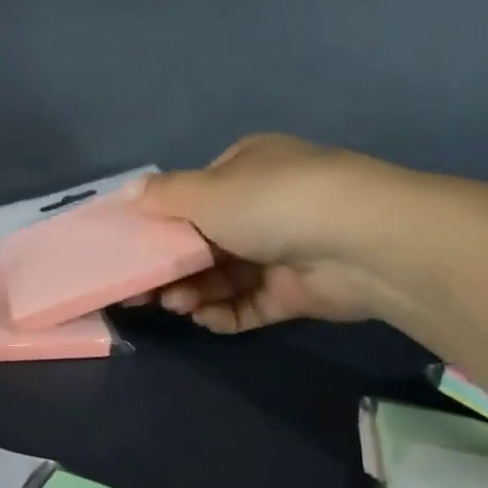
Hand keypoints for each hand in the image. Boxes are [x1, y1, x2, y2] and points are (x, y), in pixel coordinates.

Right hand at [130, 134, 392, 331]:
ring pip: (223, 275)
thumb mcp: (205, 192)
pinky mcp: (296, 291)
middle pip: (204, 240)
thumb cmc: (272, 203)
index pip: (195, 196)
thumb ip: (162, 196)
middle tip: (142, 290)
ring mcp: (282, 250)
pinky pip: (249, 303)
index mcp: (246, 168)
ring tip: (175, 304)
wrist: (360, 243)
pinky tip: (203, 318)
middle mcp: (264, 206)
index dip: (161, 223)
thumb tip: (127, 193)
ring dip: (194, 290)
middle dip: (172, 265)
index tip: (133, 250)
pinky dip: (224, 312)